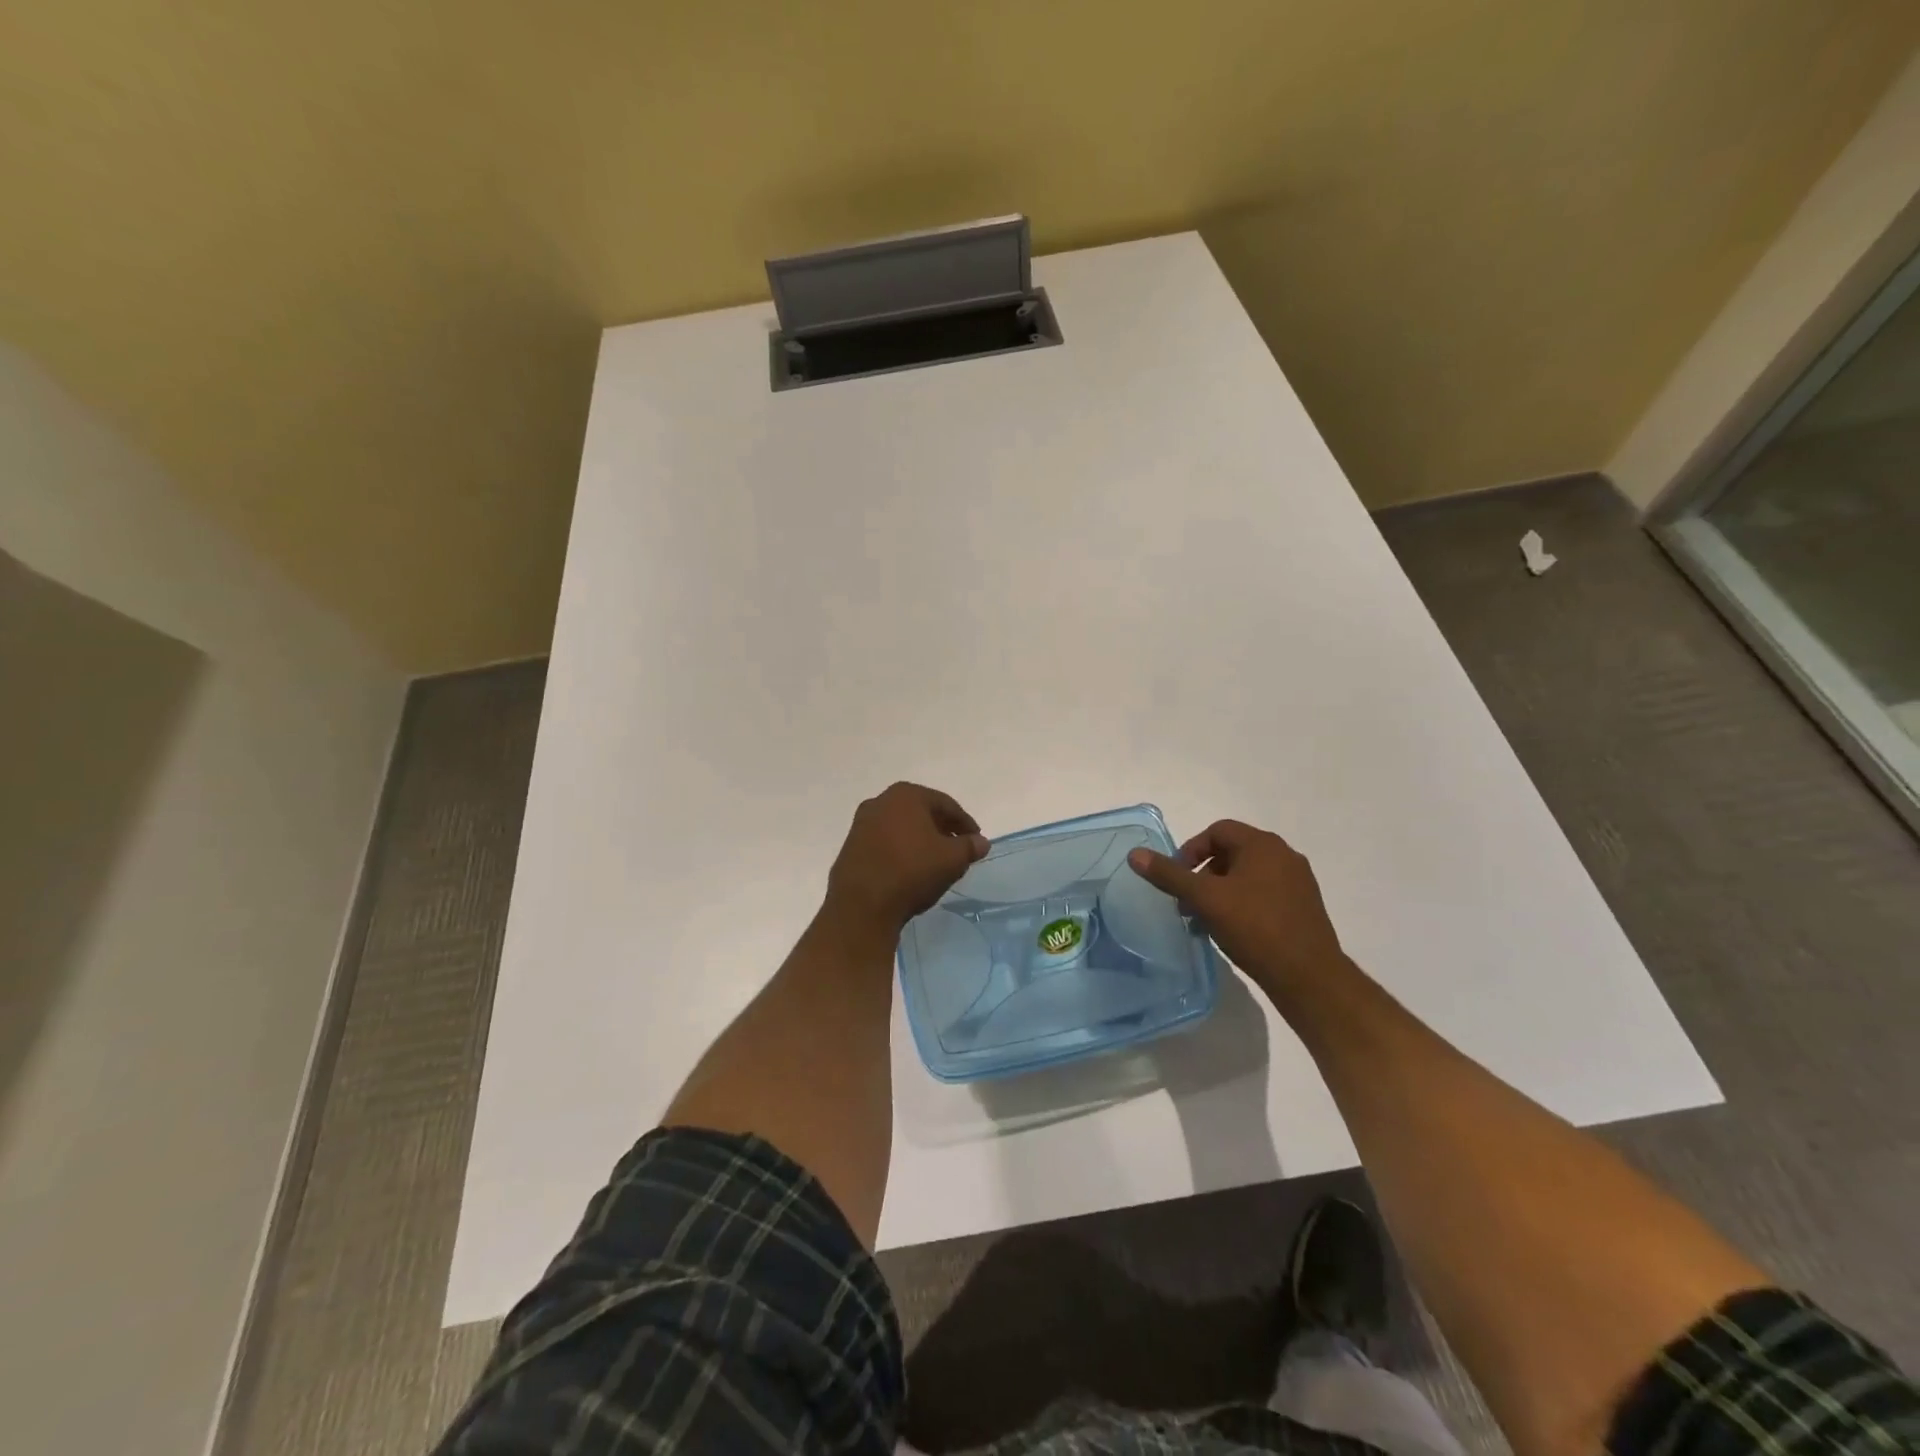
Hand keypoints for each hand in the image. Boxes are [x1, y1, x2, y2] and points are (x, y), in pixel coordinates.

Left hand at [825, 782, 989, 937]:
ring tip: (935, 861)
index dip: (965, 823)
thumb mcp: (951, 860)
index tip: (976, 840)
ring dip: (920, 840)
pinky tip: (910, 870)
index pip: (945, 804)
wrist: (861, 905)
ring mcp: (861, 824)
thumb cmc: (911, 872)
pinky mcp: (851, 847)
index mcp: (906, 795)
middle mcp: (880, 802)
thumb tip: (981, 842)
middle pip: (921, 812)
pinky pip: (885, 843)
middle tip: (958, 849)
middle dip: (942, 829)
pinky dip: (901, 851)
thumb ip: (969, 847)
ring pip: (901, 827)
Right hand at [1127, 819, 1346, 999]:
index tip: (1178, 878)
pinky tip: (1233, 931)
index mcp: (1263, 845)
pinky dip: (1242, 904)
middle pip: (1232, 852)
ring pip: (1247, 875)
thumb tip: (1135, 854)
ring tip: (1206, 920)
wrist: (1309, 977)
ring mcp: (1298, 882)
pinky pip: (1264, 894)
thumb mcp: (1205, 899)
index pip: (1218, 831)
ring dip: (1221, 891)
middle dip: (1203, 874)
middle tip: (1188, 902)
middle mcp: (1284, 855)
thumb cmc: (1255, 928)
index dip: (1191, 850)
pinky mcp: (1304, 907)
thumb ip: (1170, 875)